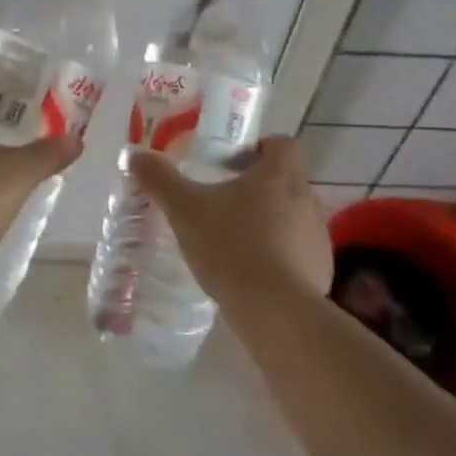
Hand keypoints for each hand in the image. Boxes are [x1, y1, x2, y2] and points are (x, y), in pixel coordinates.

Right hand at [130, 135, 332, 301]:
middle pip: (286, 181)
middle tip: (224, 204)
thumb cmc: (230, 246)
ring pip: (293, 218)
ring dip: (270, 223)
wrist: (274, 310)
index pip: (283, 144)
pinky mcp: (321, 270)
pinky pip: (299, 253)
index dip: (261, 148)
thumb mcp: (184, 209)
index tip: (233, 165)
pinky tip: (253, 275)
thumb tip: (134, 155)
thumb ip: (160, 180)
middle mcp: (306, 199)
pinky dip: (280, 257)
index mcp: (279, 175)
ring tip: (236, 242)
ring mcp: (318, 236)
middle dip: (259, 189)